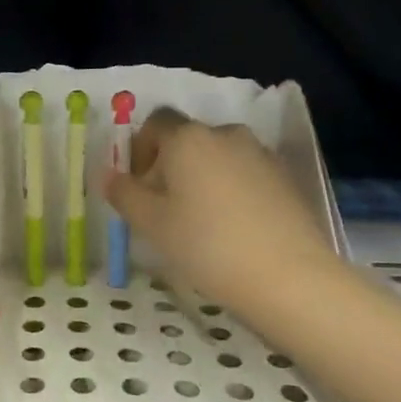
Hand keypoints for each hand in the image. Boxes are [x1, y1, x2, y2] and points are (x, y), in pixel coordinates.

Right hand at [102, 107, 340, 319]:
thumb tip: (110, 176)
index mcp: (188, 138)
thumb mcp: (151, 223)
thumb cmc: (207, 245)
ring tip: (198, 222)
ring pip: (217, 158)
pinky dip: (230, 191)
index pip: (155, 123)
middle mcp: (225, 134)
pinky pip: (244, 175)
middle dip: (169, 166)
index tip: (136, 184)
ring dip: (201, 178)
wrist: (290, 277)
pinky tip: (231, 229)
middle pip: (187, 140)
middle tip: (162, 209)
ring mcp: (261, 155)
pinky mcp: (285, 179)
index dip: (139, 148)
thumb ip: (124, 194)